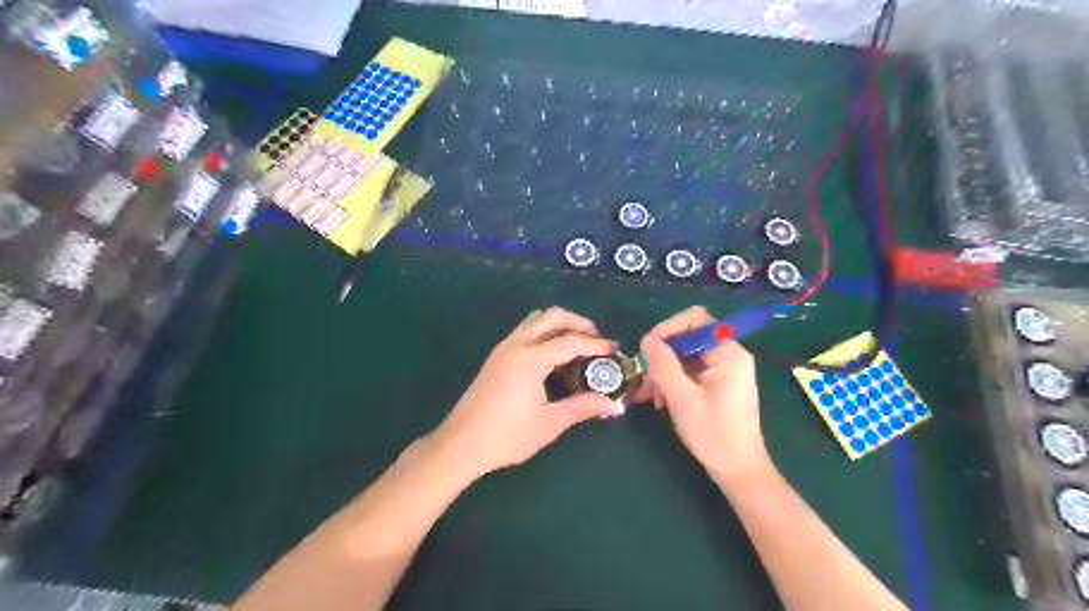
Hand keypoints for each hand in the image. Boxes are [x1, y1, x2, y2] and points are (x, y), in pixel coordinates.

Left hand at [431, 307, 626, 478]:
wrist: (461, 444)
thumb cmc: (507, 436)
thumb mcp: (549, 423)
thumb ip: (582, 407)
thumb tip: (613, 405)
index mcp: (531, 359)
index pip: (570, 341)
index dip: (595, 344)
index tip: (613, 350)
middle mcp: (516, 345)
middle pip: (551, 316)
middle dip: (578, 322)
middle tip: (596, 340)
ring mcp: (503, 348)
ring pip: (535, 320)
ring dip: (559, 324)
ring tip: (577, 344)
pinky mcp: (496, 357)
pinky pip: (525, 331)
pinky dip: (544, 332)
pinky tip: (553, 356)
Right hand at [639, 308, 764, 483]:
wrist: (739, 471)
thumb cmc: (714, 434)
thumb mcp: (682, 398)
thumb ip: (663, 365)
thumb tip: (647, 340)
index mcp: (728, 353)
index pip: (695, 320)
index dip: (668, 328)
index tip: (647, 348)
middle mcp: (729, 355)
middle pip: (688, 338)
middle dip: (663, 355)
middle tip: (644, 378)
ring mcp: (725, 370)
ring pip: (686, 356)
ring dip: (664, 371)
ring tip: (649, 395)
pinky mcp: (719, 384)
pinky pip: (691, 372)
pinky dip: (673, 381)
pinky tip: (660, 400)